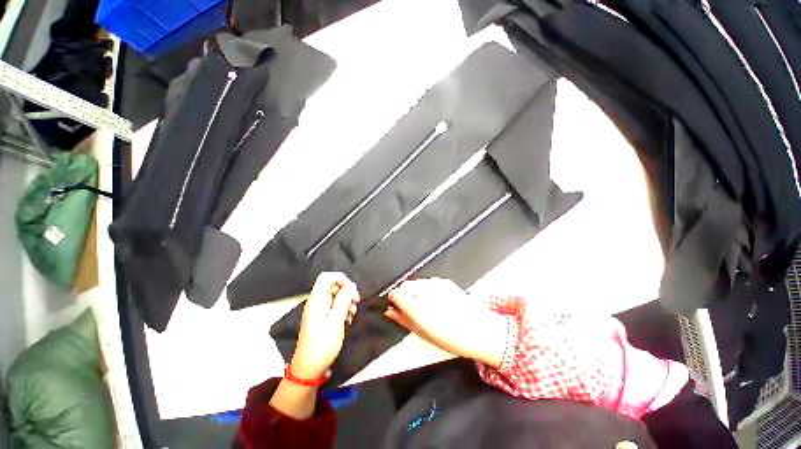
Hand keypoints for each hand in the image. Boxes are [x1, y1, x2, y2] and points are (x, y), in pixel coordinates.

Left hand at [290, 272, 360, 379]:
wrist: (310, 369)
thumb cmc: (321, 346)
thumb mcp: (336, 321)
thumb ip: (344, 300)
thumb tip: (351, 285)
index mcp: (317, 300)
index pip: (326, 277)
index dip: (340, 278)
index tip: (351, 289)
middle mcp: (317, 302)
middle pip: (333, 285)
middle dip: (347, 292)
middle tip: (355, 303)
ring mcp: (320, 310)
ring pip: (337, 296)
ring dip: (347, 301)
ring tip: (352, 314)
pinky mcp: (323, 317)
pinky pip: (335, 306)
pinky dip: (344, 309)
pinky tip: (347, 319)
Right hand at [385, 278, 506, 367]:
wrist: (481, 330)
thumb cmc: (451, 338)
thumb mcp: (422, 333)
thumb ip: (403, 319)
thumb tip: (389, 311)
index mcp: (418, 308)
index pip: (395, 293)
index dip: (395, 301)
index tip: (398, 308)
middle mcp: (425, 291)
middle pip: (405, 285)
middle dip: (406, 295)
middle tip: (414, 309)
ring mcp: (436, 283)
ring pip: (417, 283)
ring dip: (417, 292)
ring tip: (429, 306)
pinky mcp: (445, 281)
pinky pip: (429, 282)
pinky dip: (429, 289)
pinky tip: (439, 300)